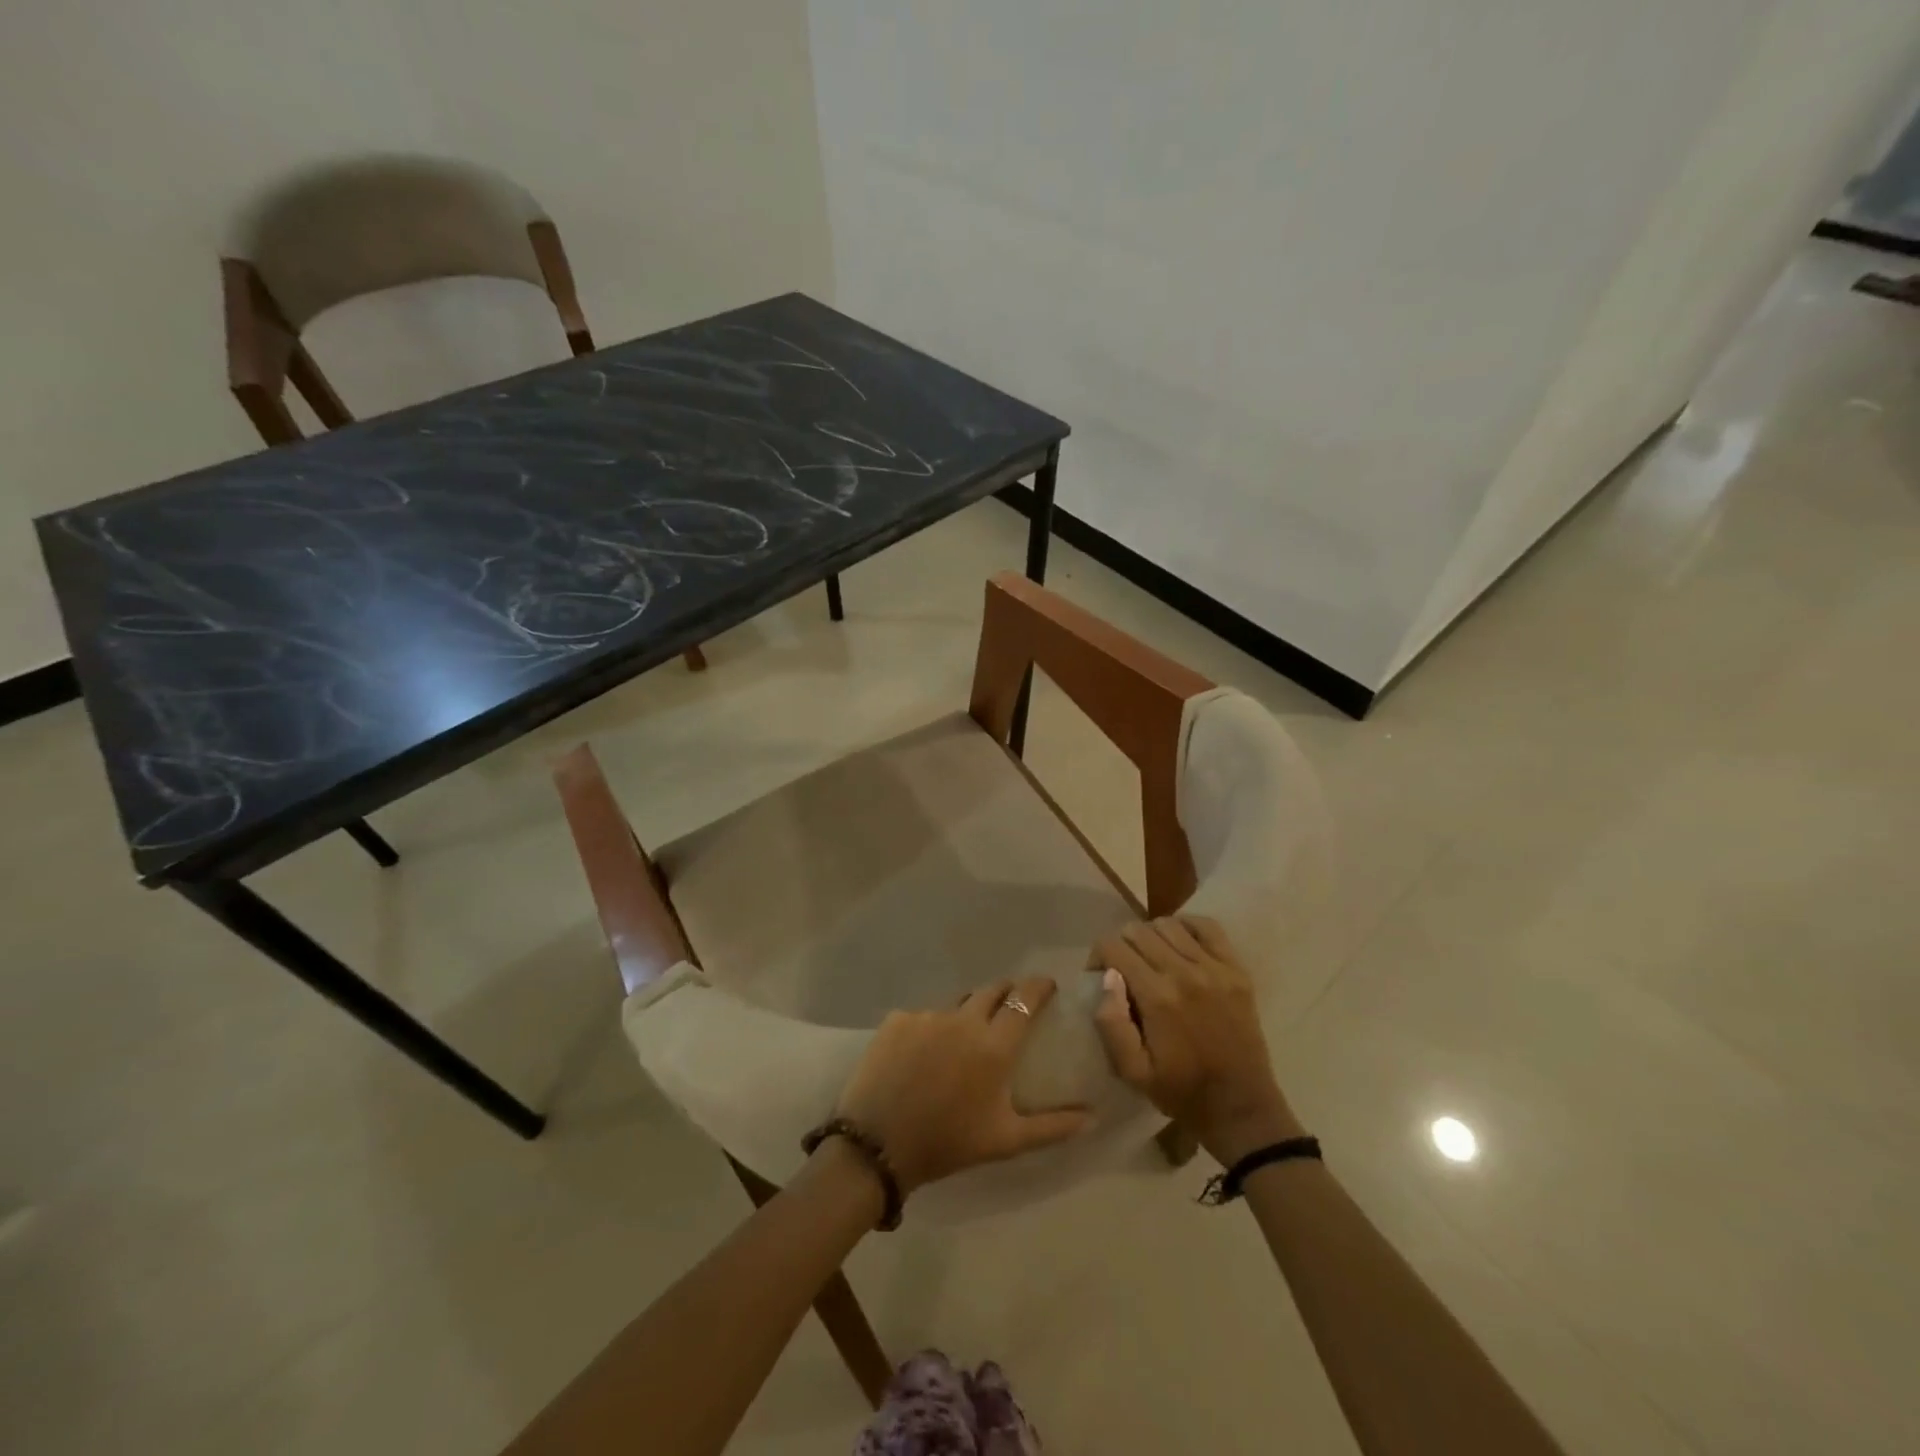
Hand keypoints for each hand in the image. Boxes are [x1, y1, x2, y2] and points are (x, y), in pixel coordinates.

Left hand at [835, 977, 1091, 1192]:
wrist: (877, 1146)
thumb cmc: (948, 1143)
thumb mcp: (1006, 1141)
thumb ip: (1052, 1126)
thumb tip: (1092, 1117)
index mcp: (994, 1045)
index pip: (1025, 999)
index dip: (1039, 987)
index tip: (1048, 987)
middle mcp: (963, 1019)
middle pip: (992, 991)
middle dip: (1007, 993)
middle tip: (1011, 1009)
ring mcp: (927, 1015)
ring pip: (956, 1005)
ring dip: (967, 1015)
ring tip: (963, 1041)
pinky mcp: (897, 1019)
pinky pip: (923, 1017)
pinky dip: (931, 1030)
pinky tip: (924, 1056)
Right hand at [1089, 917, 1300, 1163]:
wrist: (1241, 1107)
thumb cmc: (1180, 1092)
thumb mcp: (1132, 1072)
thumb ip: (1111, 1023)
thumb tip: (1107, 977)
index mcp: (1157, 997)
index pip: (1113, 947)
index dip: (1097, 956)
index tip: (1099, 976)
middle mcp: (1185, 973)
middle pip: (1138, 930)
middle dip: (1121, 945)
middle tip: (1123, 969)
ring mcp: (1215, 968)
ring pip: (1168, 924)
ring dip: (1151, 936)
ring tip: (1151, 959)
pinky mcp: (1236, 970)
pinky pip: (1207, 926)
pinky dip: (1187, 926)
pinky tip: (1179, 944)